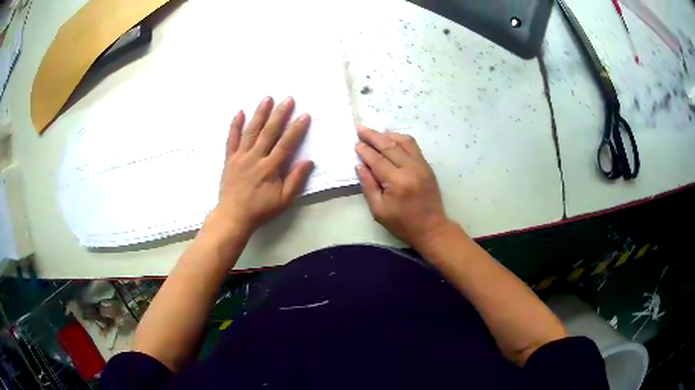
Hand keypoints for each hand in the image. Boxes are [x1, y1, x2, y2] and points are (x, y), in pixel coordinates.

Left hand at [206, 96, 313, 237]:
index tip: (304, 115)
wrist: (233, 216)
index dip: (296, 129)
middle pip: (269, 132)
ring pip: (251, 131)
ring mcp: (240, 157)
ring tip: (267, 98)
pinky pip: (231, 139)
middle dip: (280, 114)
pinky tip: (240, 112)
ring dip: (260, 114)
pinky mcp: (229, 159)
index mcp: (270, 168)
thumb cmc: (260, 209)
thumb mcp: (283, 200)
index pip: (286, 144)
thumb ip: (295, 180)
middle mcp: (255, 158)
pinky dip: (235, 125)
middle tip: (288, 99)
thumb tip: (309, 161)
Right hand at [355, 126, 453, 248]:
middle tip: (359, 129)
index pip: (378, 160)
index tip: (355, 143)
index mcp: (398, 183)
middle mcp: (411, 169)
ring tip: (374, 134)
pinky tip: (390, 140)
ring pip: (403, 141)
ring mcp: (422, 165)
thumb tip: (360, 165)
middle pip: (389, 146)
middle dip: (373, 136)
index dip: (365, 151)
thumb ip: (368, 185)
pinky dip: (400, 140)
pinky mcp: (427, 166)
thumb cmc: (402, 224)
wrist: (431, 228)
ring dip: (387, 135)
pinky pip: (413, 146)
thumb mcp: (379, 210)